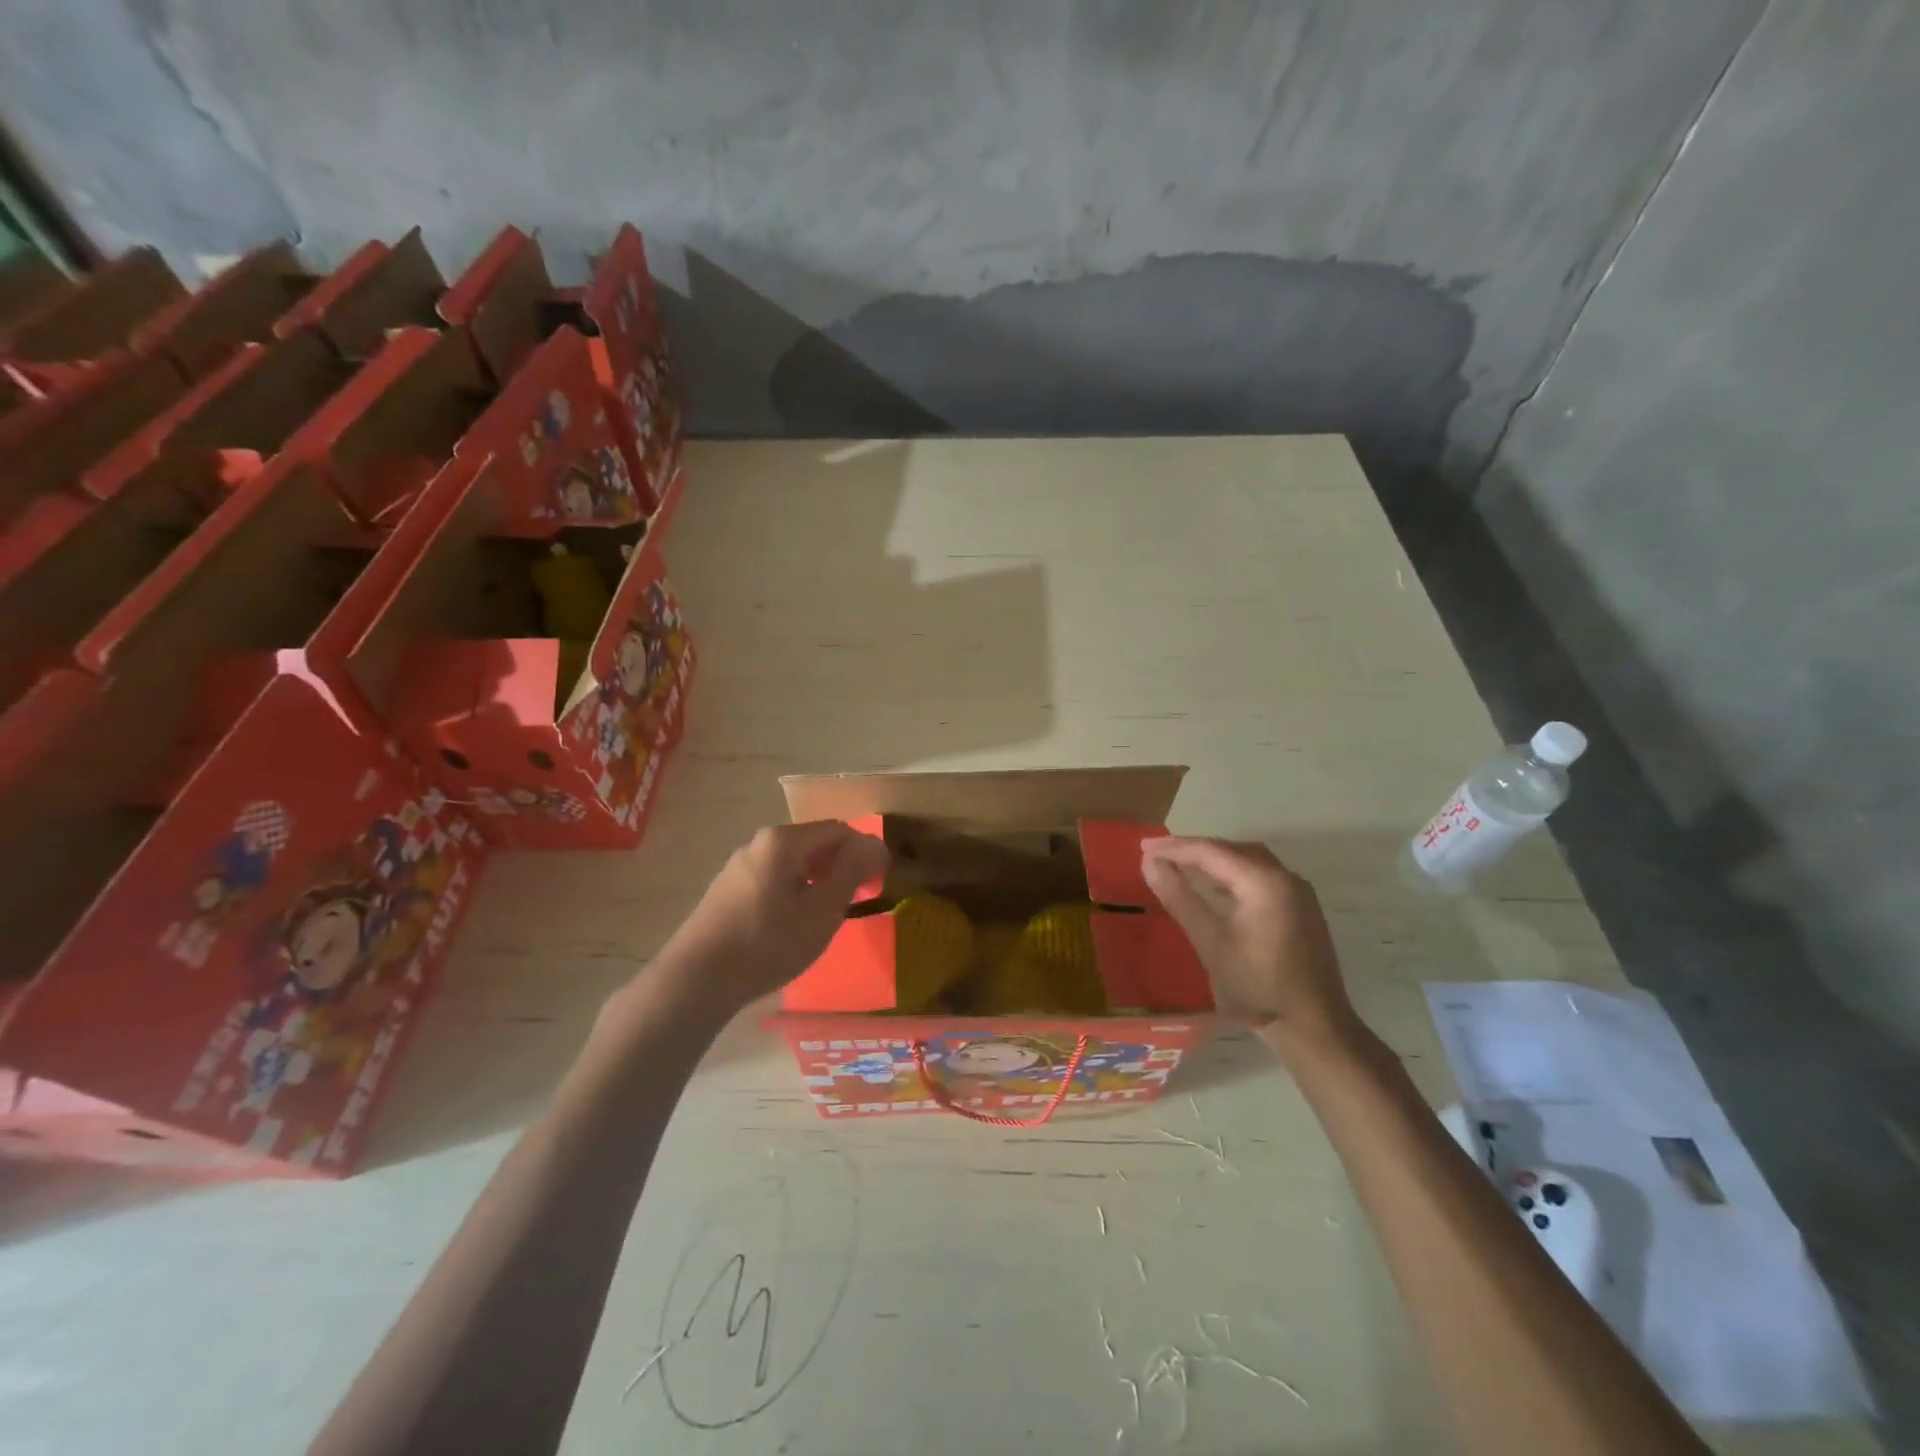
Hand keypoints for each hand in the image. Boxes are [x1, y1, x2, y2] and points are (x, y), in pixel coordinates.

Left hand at [652, 821, 889, 1013]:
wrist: (696, 980)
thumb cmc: (768, 943)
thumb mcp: (821, 910)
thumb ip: (850, 873)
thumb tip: (872, 845)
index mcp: (784, 840)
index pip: (839, 830)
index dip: (866, 851)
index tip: (881, 881)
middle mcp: (760, 843)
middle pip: (814, 843)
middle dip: (842, 865)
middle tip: (860, 897)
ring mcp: (739, 865)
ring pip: (793, 862)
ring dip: (819, 879)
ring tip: (830, 913)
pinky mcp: (727, 889)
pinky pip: (773, 878)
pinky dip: (795, 890)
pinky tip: (795, 922)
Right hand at [1141, 837, 1361, 1050]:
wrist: (1314, 1028)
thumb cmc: (1257, 985)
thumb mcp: (1210, 941)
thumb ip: (1179, 897)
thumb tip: (1149, 863)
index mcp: (1265, 881)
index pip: (1212, 851)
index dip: (1175, 847)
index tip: (1143, 846)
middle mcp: (1286, 878)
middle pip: (1232, 851)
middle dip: (1193, 850)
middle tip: (1158, 854)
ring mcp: (1298, 894)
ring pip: (1248, 862)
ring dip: (1213, 861)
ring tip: (1179, 866)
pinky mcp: (1301, 911)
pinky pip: (1260, 878)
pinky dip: (1232, 876)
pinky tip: (1213, 889)